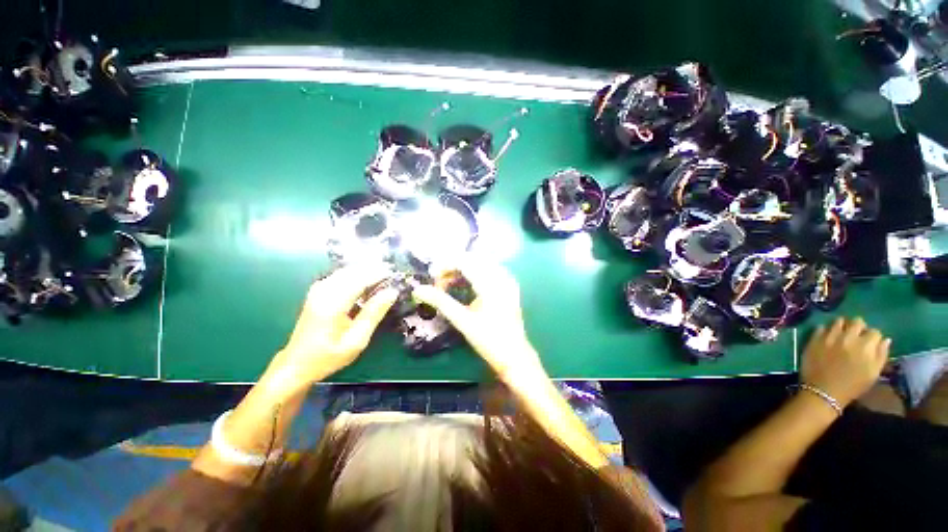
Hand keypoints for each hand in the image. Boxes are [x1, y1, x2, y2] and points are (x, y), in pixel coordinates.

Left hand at [267, 263, 398, 388]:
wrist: (297, 364)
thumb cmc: (329, 356)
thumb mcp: (356, 340)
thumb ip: (374, 313)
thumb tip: (392, 292)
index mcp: (333, 304)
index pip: (360, 279)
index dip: (379, 274)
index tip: (396, 274)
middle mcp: (323, 292)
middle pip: (353, 271)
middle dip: (374, 269)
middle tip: (393, 274)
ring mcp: (318, 290)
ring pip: (346, 271)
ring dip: (365, 270)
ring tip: (383, 275)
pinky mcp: (317, 292)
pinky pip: (340, 275)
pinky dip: (355, 274)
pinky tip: (365, 280)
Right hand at [412, 260, 542, 379]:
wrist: (514, 355)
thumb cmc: (488, 340)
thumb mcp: (462, 321)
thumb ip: (440, 302)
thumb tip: (418, 290)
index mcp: (490, 284)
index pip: (465, 262)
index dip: (446, 264)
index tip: (431, 274)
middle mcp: (501, 277)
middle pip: (473, 259)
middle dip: (453, 265)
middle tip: (438, 280)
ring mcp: (508, 281)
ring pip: (482, 263)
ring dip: (464, 268)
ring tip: (449, 282)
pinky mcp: (510, 287)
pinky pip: (490, 270)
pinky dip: (476, 272)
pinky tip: (467, 283)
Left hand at [801, 317, 890, 406]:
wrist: (824, 392)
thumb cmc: (852, 386)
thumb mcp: (873, 374)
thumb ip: (881, 355)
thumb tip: (885, 340)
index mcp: (865, 346)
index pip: (875, 332)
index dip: (873, 336)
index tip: (870, 342)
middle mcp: (848, 337)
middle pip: (857, 321)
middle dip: (859, 327)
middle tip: (856, 335)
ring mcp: (829, 337)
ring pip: (839, 321)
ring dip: (842, 325)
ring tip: (842, 334)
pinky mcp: (814, 339)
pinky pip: (821, 327)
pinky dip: (826, 330)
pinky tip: (828, 337)